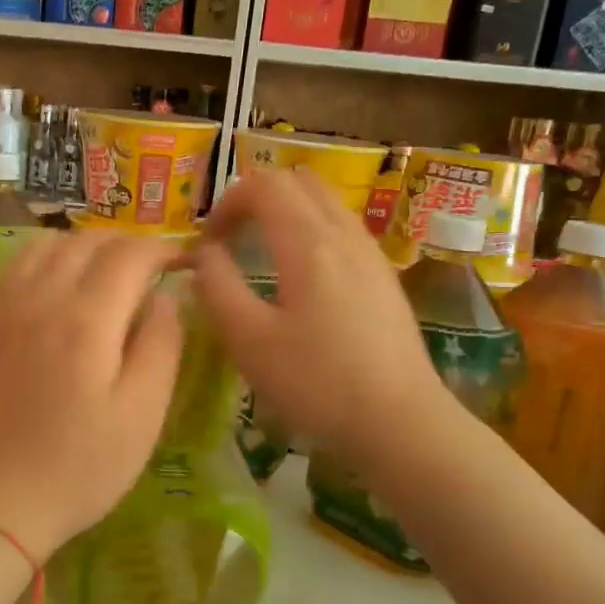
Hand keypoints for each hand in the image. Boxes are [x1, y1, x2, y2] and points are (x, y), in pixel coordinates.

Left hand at [0, 231, 184, 565]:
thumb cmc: (82, 466)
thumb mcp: (143, 414)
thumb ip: (161, 344)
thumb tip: (165, 297)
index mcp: (87, 319)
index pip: (131, 255)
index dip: (165, 249)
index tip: (188, 260)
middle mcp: (43, 298)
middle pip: (88, 241)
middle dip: (129, 243)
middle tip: (156, 267)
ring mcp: (7, 309)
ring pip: (49, 244)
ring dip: (87, 244)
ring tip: (111, 269)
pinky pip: (18, 265)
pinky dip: (48, 255)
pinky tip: (61, 279)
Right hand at [192, 170, 444, 465]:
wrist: (400, 421)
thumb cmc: (316, 383)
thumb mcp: (249, 341)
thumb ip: (217, 287)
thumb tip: (204, 253)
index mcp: (308, 242)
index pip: (264, 184)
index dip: (227, 201)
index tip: (208, 241)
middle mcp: (344, 234)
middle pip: (298, 181)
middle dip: (257, 197)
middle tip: (233, 237)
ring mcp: (371, 253)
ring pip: (325, 202)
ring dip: (287, 212)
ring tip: (263, 254)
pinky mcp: (384, 277)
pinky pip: (343, 228)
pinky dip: (312, 231)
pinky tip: (303, 280)